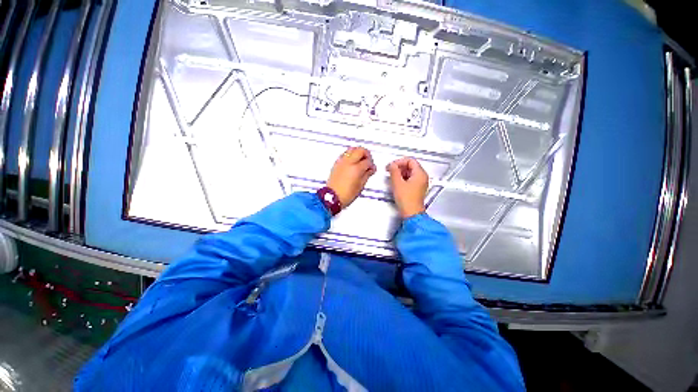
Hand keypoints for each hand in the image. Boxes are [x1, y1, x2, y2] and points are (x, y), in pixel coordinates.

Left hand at [326, 147, 376, 207]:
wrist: (332, 197)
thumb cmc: (346, 194)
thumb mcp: (360, 186)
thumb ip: (367, 175)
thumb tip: (370, 169)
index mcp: (356, 168)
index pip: (368, 161)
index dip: (372, 165)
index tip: (372, 169)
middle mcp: (349, 162)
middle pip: (360, 150)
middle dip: (366, 154)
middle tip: (368, 161)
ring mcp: (341, 162)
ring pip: (352, 149)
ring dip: (358, 153)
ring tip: (360, 160)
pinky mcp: (336, 163)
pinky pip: (345, 154)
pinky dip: (350, 155)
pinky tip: (352, 162)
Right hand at [387, 157, 428, 218]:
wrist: (411, 213)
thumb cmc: (407, 200)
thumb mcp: (397, 183)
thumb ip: (394, 171)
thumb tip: (392, 165)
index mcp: (420, 173)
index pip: (410, 160)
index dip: (399, 162)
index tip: (391, 166)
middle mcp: (423, 177)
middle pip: (411, 165)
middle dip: (399, 167)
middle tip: (390, 171)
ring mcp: (421, 183)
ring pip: (410, 172)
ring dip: (400, 173)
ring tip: (392, 177)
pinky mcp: (417, 188)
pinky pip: (410, 179)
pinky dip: (403, 178)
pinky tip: (397, 183)